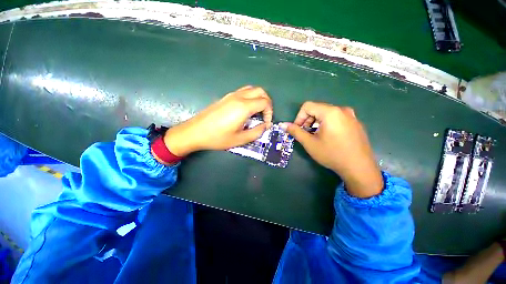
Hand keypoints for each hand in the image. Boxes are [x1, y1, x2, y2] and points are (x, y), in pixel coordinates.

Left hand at [162, 86, 272, 156]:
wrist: (195, 131)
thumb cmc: (218, 137)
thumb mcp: (240, 139)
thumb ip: (256, 132)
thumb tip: (266, 126)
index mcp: (244, 107)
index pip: (265, 102)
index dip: (270, 112)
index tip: (266, 123)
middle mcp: (239, 97)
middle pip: (260, 91)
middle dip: (267, 102)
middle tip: (264, 115)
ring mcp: (231, 95)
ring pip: (251, 89)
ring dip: (258, 98)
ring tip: (257, 112)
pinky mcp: (225, 97)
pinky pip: (243, 92)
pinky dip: (250, 97)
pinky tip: (246, 110)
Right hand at [281, 101, 382, 197]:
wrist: (359, 168)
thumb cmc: (332, 154)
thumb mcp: (310, 143)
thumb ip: (295, 131)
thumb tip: (283, 125)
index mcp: (330, 112)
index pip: (307, 106)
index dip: (299, 117)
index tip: (298, 130)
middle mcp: (342, 110)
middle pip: (317, 109)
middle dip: (307, 120)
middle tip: (305, 134)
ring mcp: (351, 116)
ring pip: (326, 113)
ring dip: (316, 123)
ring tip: (316, 136)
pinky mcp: (355, 123)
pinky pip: (336, 118)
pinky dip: (327, 124)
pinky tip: (328, 138)